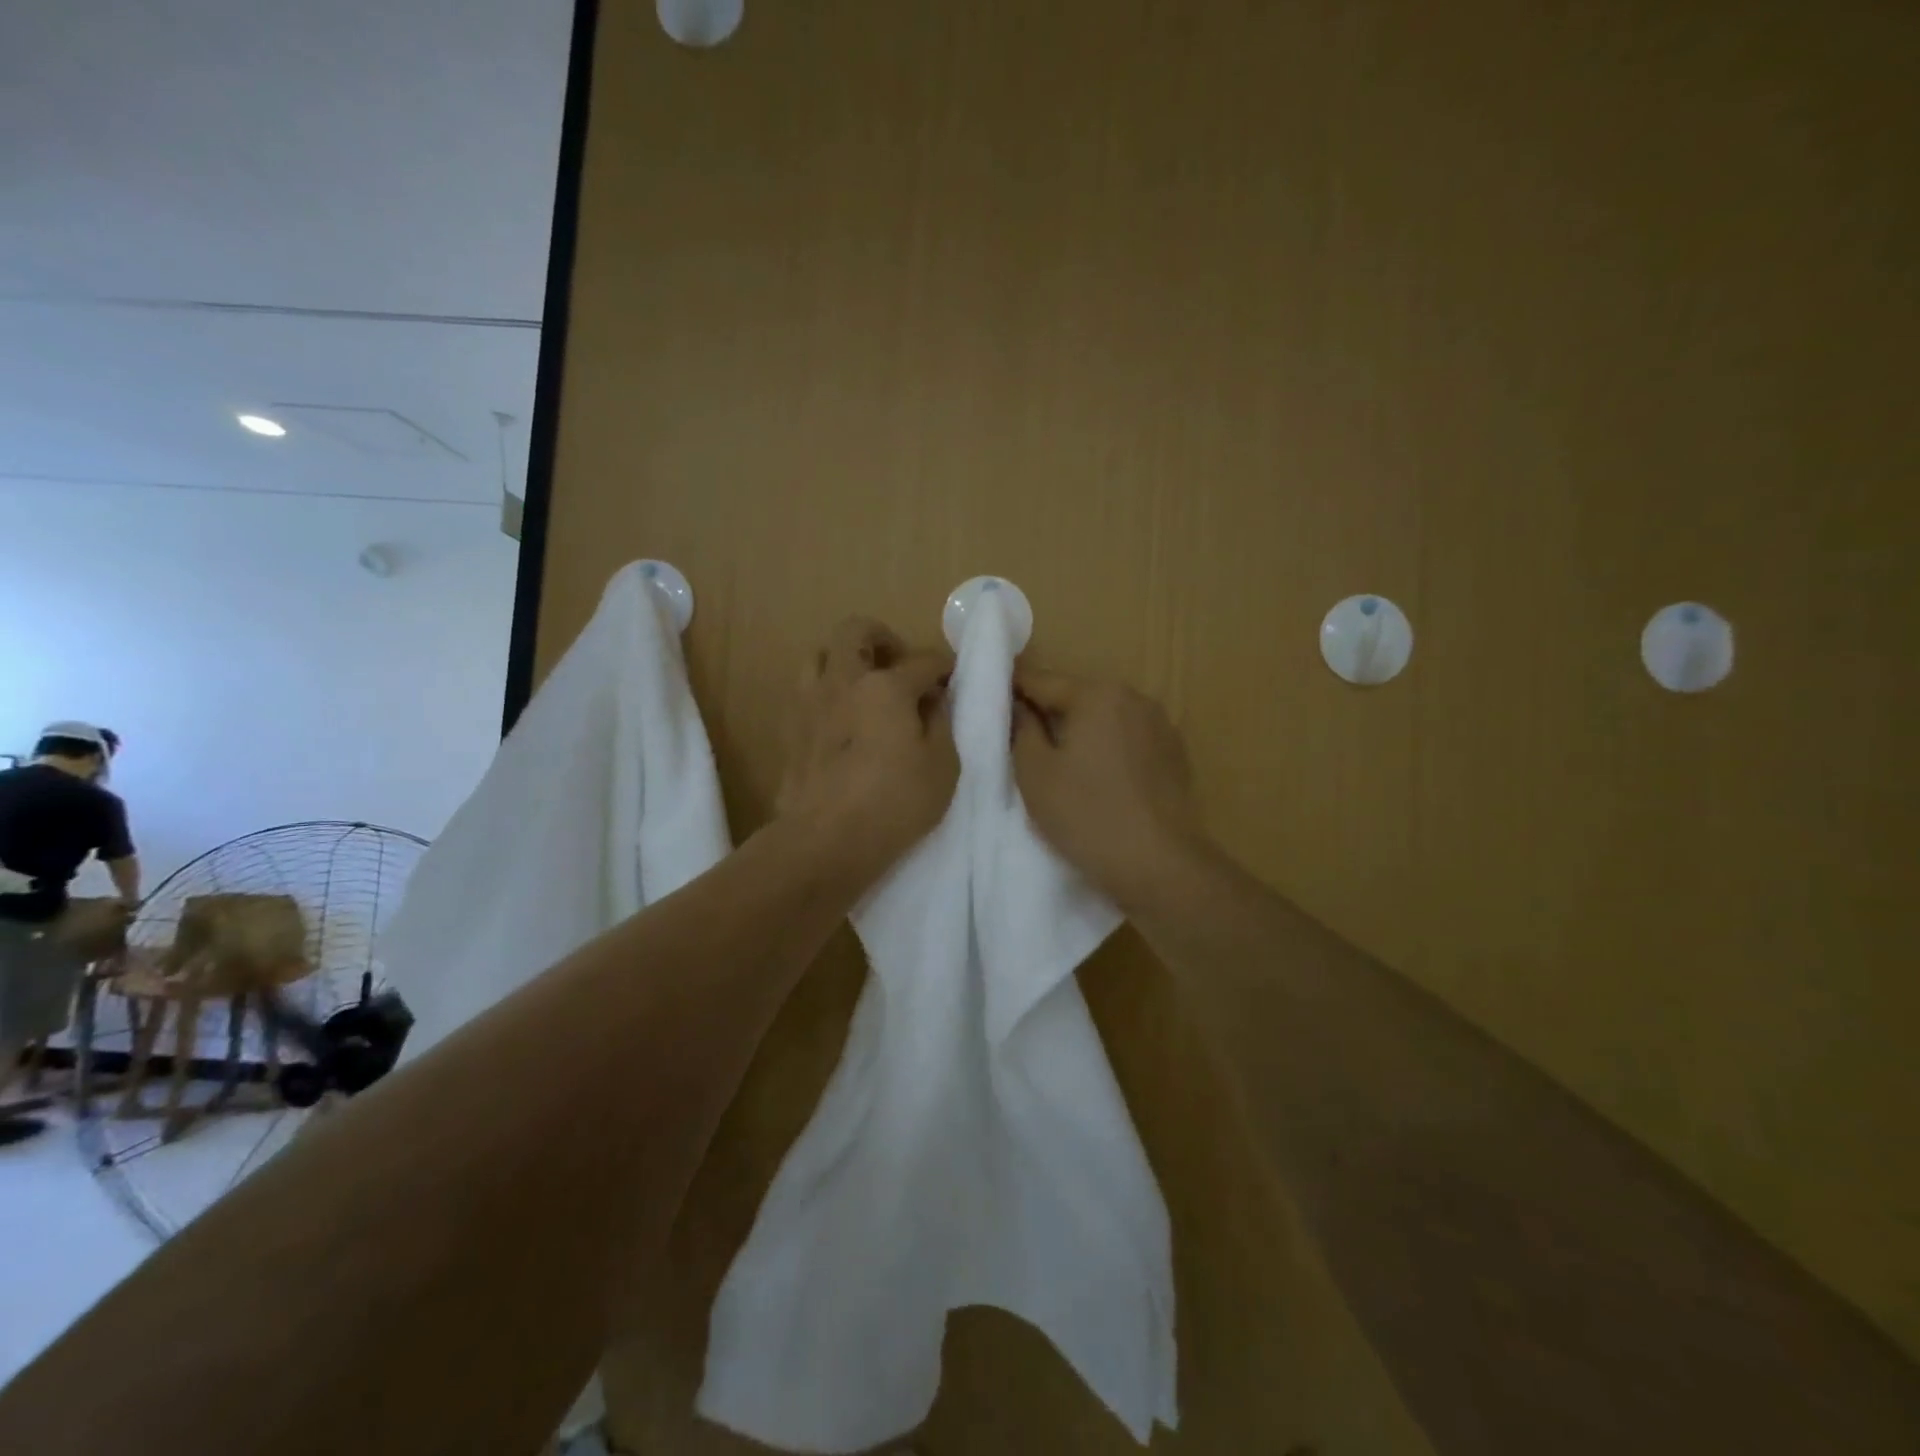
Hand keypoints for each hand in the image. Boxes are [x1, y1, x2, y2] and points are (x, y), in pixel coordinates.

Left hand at [778, 618, 956, 872]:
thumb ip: (942, 723)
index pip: (922, 660)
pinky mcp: (790, 730)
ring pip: (820, 655)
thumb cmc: (895, 802)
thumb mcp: (942, 766)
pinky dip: (826, 694)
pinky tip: (841, 721)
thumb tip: (935, 700)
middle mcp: (843, 681)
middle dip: (882, 639)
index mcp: (886, 686)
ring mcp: (810, 703)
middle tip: (898, 666)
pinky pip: (806, 692)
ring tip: (864, 689)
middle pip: (856, 632)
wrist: (825, 840)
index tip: (951, 680)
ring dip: (845, 661)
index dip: (942, 667)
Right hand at [1012, 669, 1205, 908]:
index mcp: (1097, 695)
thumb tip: (1018, 705)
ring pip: (1105, 719)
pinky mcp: (1175, 755)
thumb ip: (1021, 729)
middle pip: (1077, 697)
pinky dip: (1107, 749)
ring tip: (1058, 761)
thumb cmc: (1087, 815)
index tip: (989, 697)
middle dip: (1048, 711)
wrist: (1160, 865)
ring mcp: (1160, 726)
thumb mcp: (1035, 773)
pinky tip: (1097, 778)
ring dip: (1080, 731)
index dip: (1012, 687)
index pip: (1041, 680)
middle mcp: (1134, 698)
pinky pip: (1128, 740)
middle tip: (1020, 737)